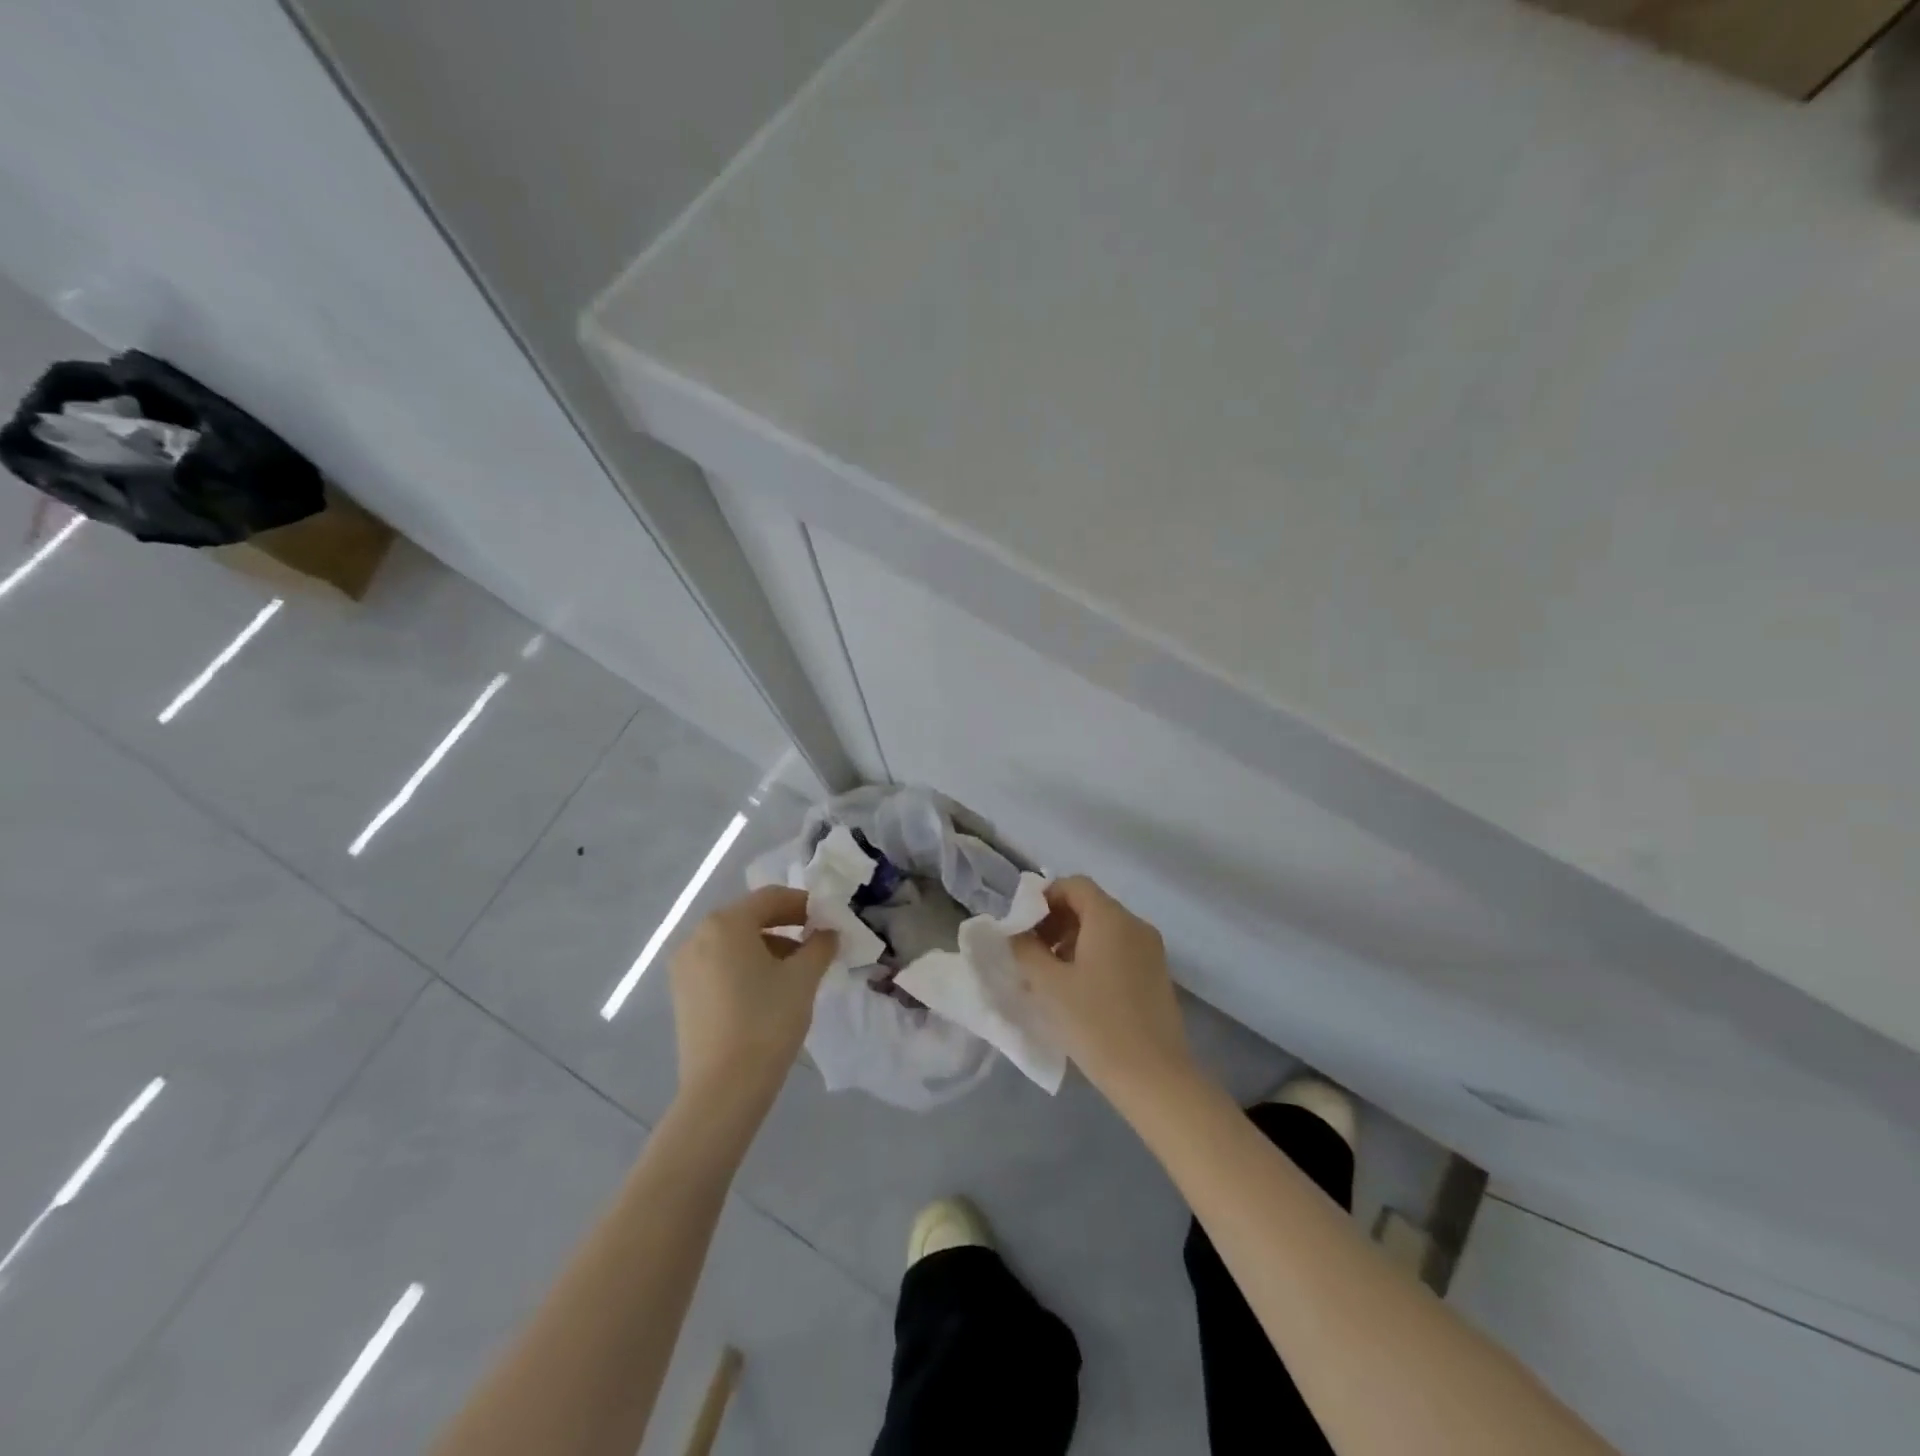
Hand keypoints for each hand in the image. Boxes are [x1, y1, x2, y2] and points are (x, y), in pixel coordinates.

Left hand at [668, 886, 836, 1112]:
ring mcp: (684, 966)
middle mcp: (697, 936)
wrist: (723, 1089)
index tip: (828, 919)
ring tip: (796, 969)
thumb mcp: (804, 978)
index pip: (770, 898)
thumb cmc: (767, 1022)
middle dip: (785, 925)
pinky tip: (768, 989)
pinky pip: (719, 964)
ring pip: (733, 942)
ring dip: (767, 946)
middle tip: (816, 942)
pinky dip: (745, 965)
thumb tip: (828, 932)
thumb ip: (820, 945)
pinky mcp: (682, 994)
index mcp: (725, 923)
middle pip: (748, 917)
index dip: (803, 904)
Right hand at [1012, 876, 1194, 1106]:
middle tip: (1031, 953)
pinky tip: (1078, 991)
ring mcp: (1151, 950)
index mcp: (1111, 918)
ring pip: (1104, 929)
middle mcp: (1135, 925)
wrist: (1154, 1077)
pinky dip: (1094, 957)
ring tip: (1050, 976)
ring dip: (1073, 941)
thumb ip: (1026, 950)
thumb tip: (1016, 933)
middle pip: (1090, 905)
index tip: (1023, 927)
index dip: (1044, 898)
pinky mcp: (1157, 975)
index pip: (1074, 885)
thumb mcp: (1049, 985)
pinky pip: (1119, 950)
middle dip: (1056, 921)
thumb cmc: (1096, 1024)